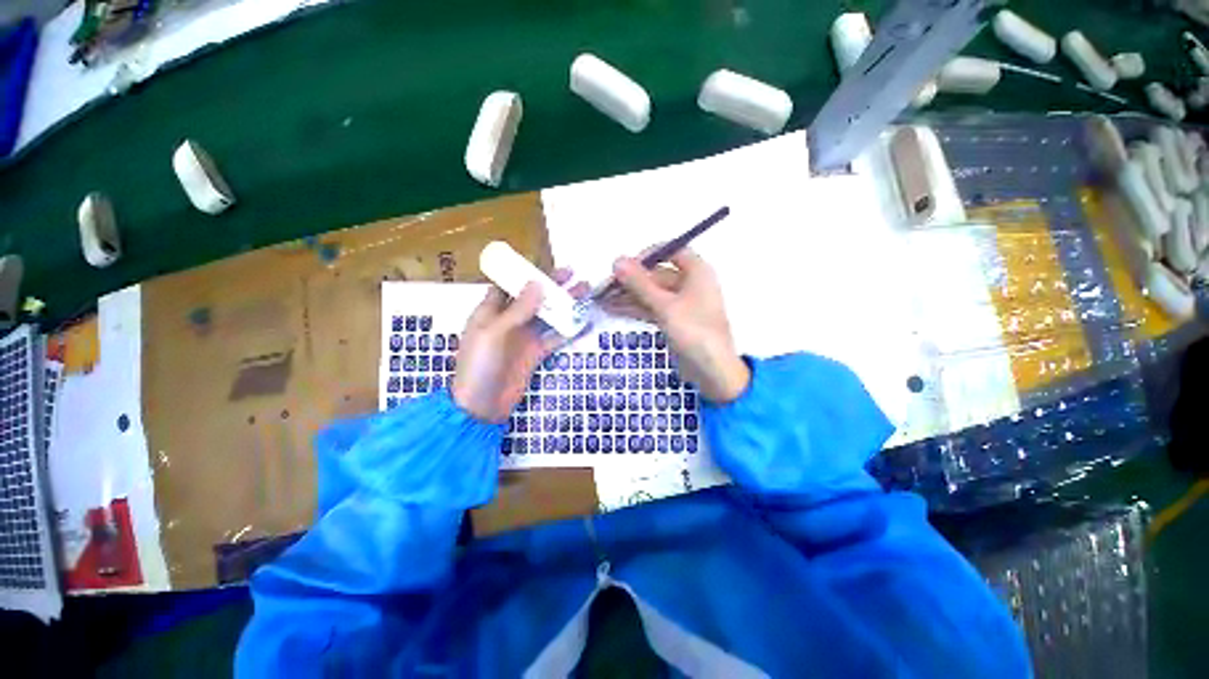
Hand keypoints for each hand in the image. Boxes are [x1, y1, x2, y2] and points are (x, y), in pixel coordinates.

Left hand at [452, 270, 587, 421]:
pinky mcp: (536, 353)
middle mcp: (509, 321)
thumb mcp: (495, 333)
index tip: (544, 264)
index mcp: (490, 312)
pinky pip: (555, 337)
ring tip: (584, 291)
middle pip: (532, 298)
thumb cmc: (480, 365)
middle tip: (572, 273)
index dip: (524, 274)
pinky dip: (569, 330)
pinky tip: (585, 321)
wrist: (482, 406)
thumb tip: (537, 283)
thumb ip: (517, 309)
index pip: (507, 285)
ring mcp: (524, 338)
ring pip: (547, 315)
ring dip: (564, 304)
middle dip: (551, 286)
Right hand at [606, 249, 749, 402]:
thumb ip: (640, 283)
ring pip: (652, 293)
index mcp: (697, 272)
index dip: (648, 254)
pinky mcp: (674, 320)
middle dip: (632, 279)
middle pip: (657, 274)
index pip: (672, 250)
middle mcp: (690, 284)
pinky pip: (652, 308)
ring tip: (602, 298)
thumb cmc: (694, 332)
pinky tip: (613, 308)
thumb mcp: (665, 306)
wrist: (712, 372)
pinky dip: (635, 308)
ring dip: (629, 295)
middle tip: (605, 286)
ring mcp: (681, 304)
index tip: (626, 264)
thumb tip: (617, 260)